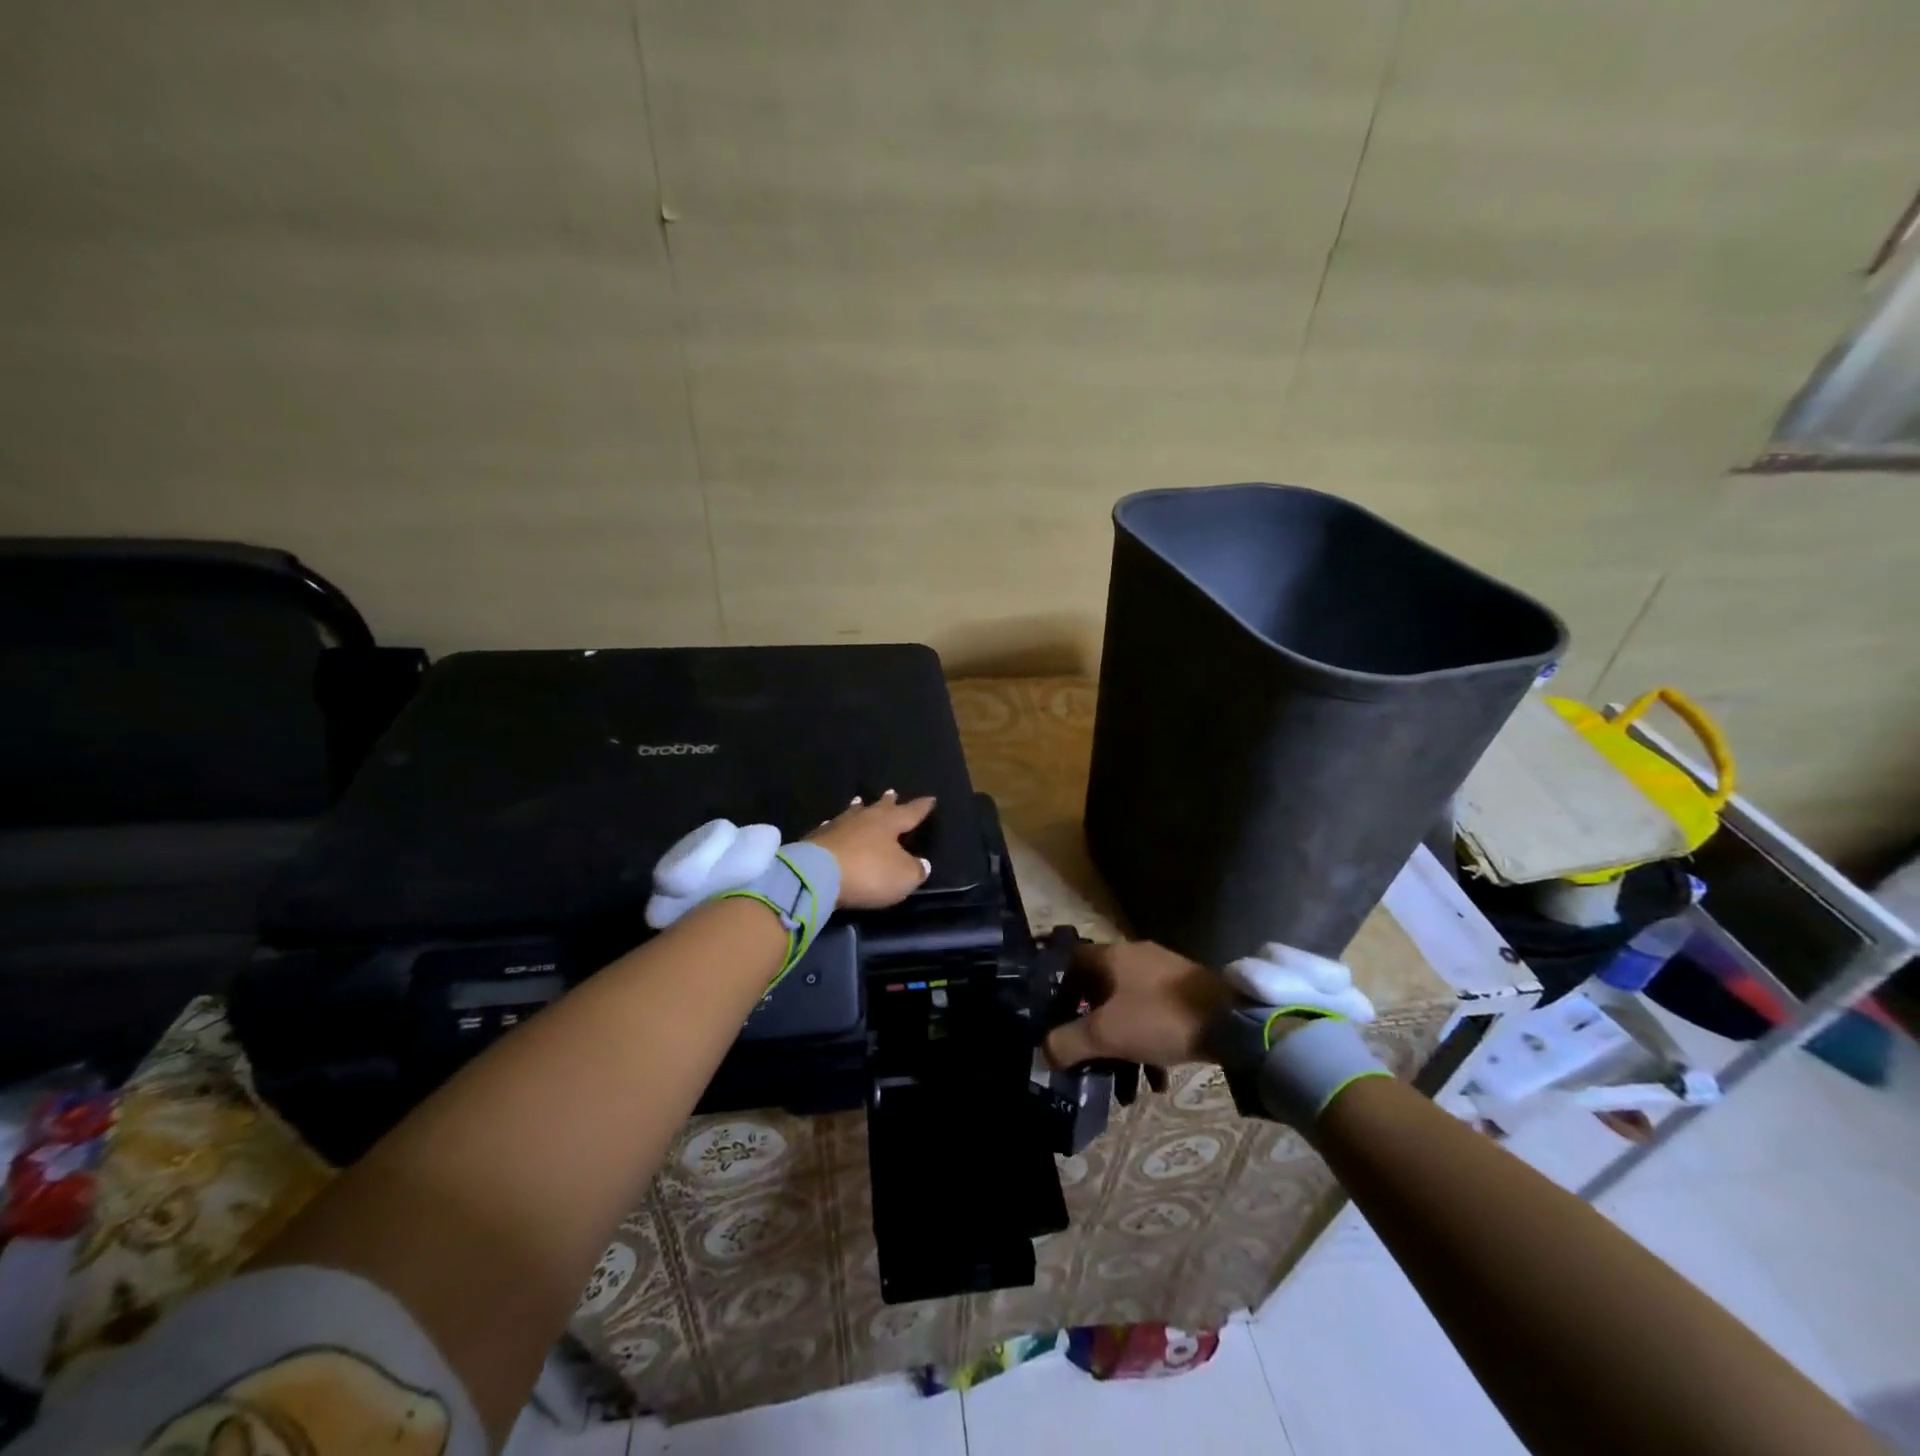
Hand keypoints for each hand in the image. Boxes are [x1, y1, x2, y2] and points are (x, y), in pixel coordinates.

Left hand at [807, 791, 935, 909]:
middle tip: (892, 792)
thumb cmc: (868, 873)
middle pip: (880, 807)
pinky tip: (832, 825)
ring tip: (860, 801)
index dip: (921, 807)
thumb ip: (916, 870)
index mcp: (889, 824)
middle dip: (889, 802)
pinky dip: (837, 826)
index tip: (930, 798)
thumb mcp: (903, 877)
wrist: (816, 874)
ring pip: (853, 813)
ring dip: (859, 808)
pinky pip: (832, 827)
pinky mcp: (816, 838)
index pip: (910, 812)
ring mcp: (838, 826)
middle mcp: (865, 819)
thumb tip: (922, 864)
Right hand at [1043, 940, 1236, 1069]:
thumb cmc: (1159, 1018)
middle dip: (1089, 1026)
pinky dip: (1147, 1045)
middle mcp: (1134, 957)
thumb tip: (1044, 1051)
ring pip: (1128, 1008)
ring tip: (1122, 1084)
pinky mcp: (1186, 993)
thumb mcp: (1106, 1034)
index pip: (1070, 961)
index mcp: (1111, 956)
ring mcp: (1163, 974)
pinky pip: (1154, 1017)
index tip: (1051, 1018)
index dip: (1057, 988)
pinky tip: (1155, 1080)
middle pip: (1099, 989)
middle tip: (1084, 1056)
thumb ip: (1068, 1043)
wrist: (1232, 1021)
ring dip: (1121, 1044)